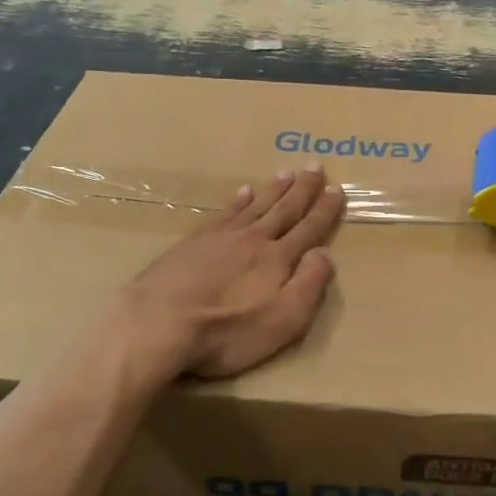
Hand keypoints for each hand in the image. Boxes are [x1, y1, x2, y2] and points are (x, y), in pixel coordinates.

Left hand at [106, 166, 345, 384]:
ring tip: (286, 172)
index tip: (336, 189)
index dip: (324, 210)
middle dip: (302, 188)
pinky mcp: (193, 242)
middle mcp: (253, 239)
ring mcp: (221, 237)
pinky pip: (225, 213)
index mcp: (278, 259)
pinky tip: (242, 192)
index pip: (309, 228)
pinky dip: (238, 201)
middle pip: (284, 209)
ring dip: (273, 189)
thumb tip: (325, 253)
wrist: (158, 323)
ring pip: (255, 206)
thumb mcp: (283, 320)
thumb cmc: (227, 330)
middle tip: (314, 165)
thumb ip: (309, 285)